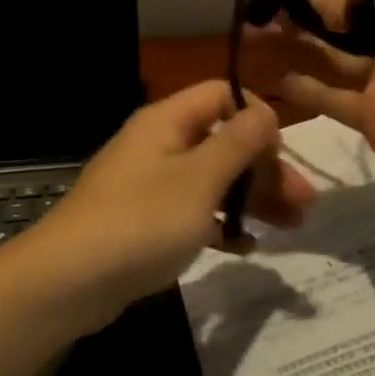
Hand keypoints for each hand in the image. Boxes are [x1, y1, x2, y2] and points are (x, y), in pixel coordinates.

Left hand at [12, 82, 315, 332]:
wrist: (70, 280)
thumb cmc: (141, 220)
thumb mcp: (199, 179)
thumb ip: (237, 143)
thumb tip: (264, 111)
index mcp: (166, 121)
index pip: (221, 95)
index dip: (256, 117)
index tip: (282, 154)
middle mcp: (157, 145)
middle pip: (221, 141)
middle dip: (264, 168)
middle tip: (304, 205)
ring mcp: (149, 184)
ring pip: (211, 180)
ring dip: (251, 198)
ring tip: (291, 227)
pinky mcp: (145, 221)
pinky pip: (192, 212)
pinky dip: (219, 225)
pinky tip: (246, 248)